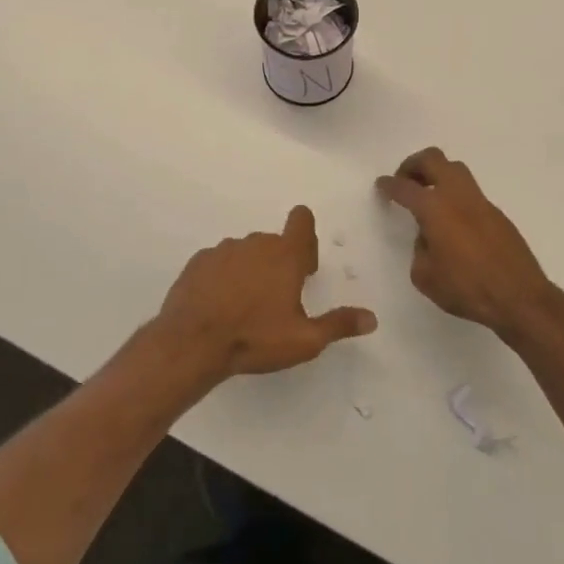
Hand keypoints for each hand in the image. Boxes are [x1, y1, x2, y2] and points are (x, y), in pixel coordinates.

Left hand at [152, 206, 376, 383]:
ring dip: (250, 270)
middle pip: (274, 242)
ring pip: (245, 252)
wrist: (192, 343)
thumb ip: (339, 324)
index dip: (307, 237)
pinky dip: (223, 277)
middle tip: (277, 300)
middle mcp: (255, 244)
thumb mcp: (305, 339)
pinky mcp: (197, 263)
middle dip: (280, 263)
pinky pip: (218, 263)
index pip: (302, 220)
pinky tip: (219, 306)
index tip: (304, 267)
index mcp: (285, 255)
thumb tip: (372, 318)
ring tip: (245, 307)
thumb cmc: (255, 338)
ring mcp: (222, 250)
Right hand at [376, 148, 563, 344]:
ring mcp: (481, 202)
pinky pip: (470, 193)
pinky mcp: (497, 214)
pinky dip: (455, 196)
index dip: (390, 185)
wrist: (519, 297)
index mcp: (435, 209)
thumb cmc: (466, 288)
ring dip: (437, 175)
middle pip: (434, 159)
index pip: (405, 187)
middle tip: (405, 181)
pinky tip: (452, 221)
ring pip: (456, 170)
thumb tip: (429, 237)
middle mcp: (458, 196)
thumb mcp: (425, 276)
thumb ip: (420, 249)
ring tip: (427, 197)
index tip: (382, 185)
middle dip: (414, 165)